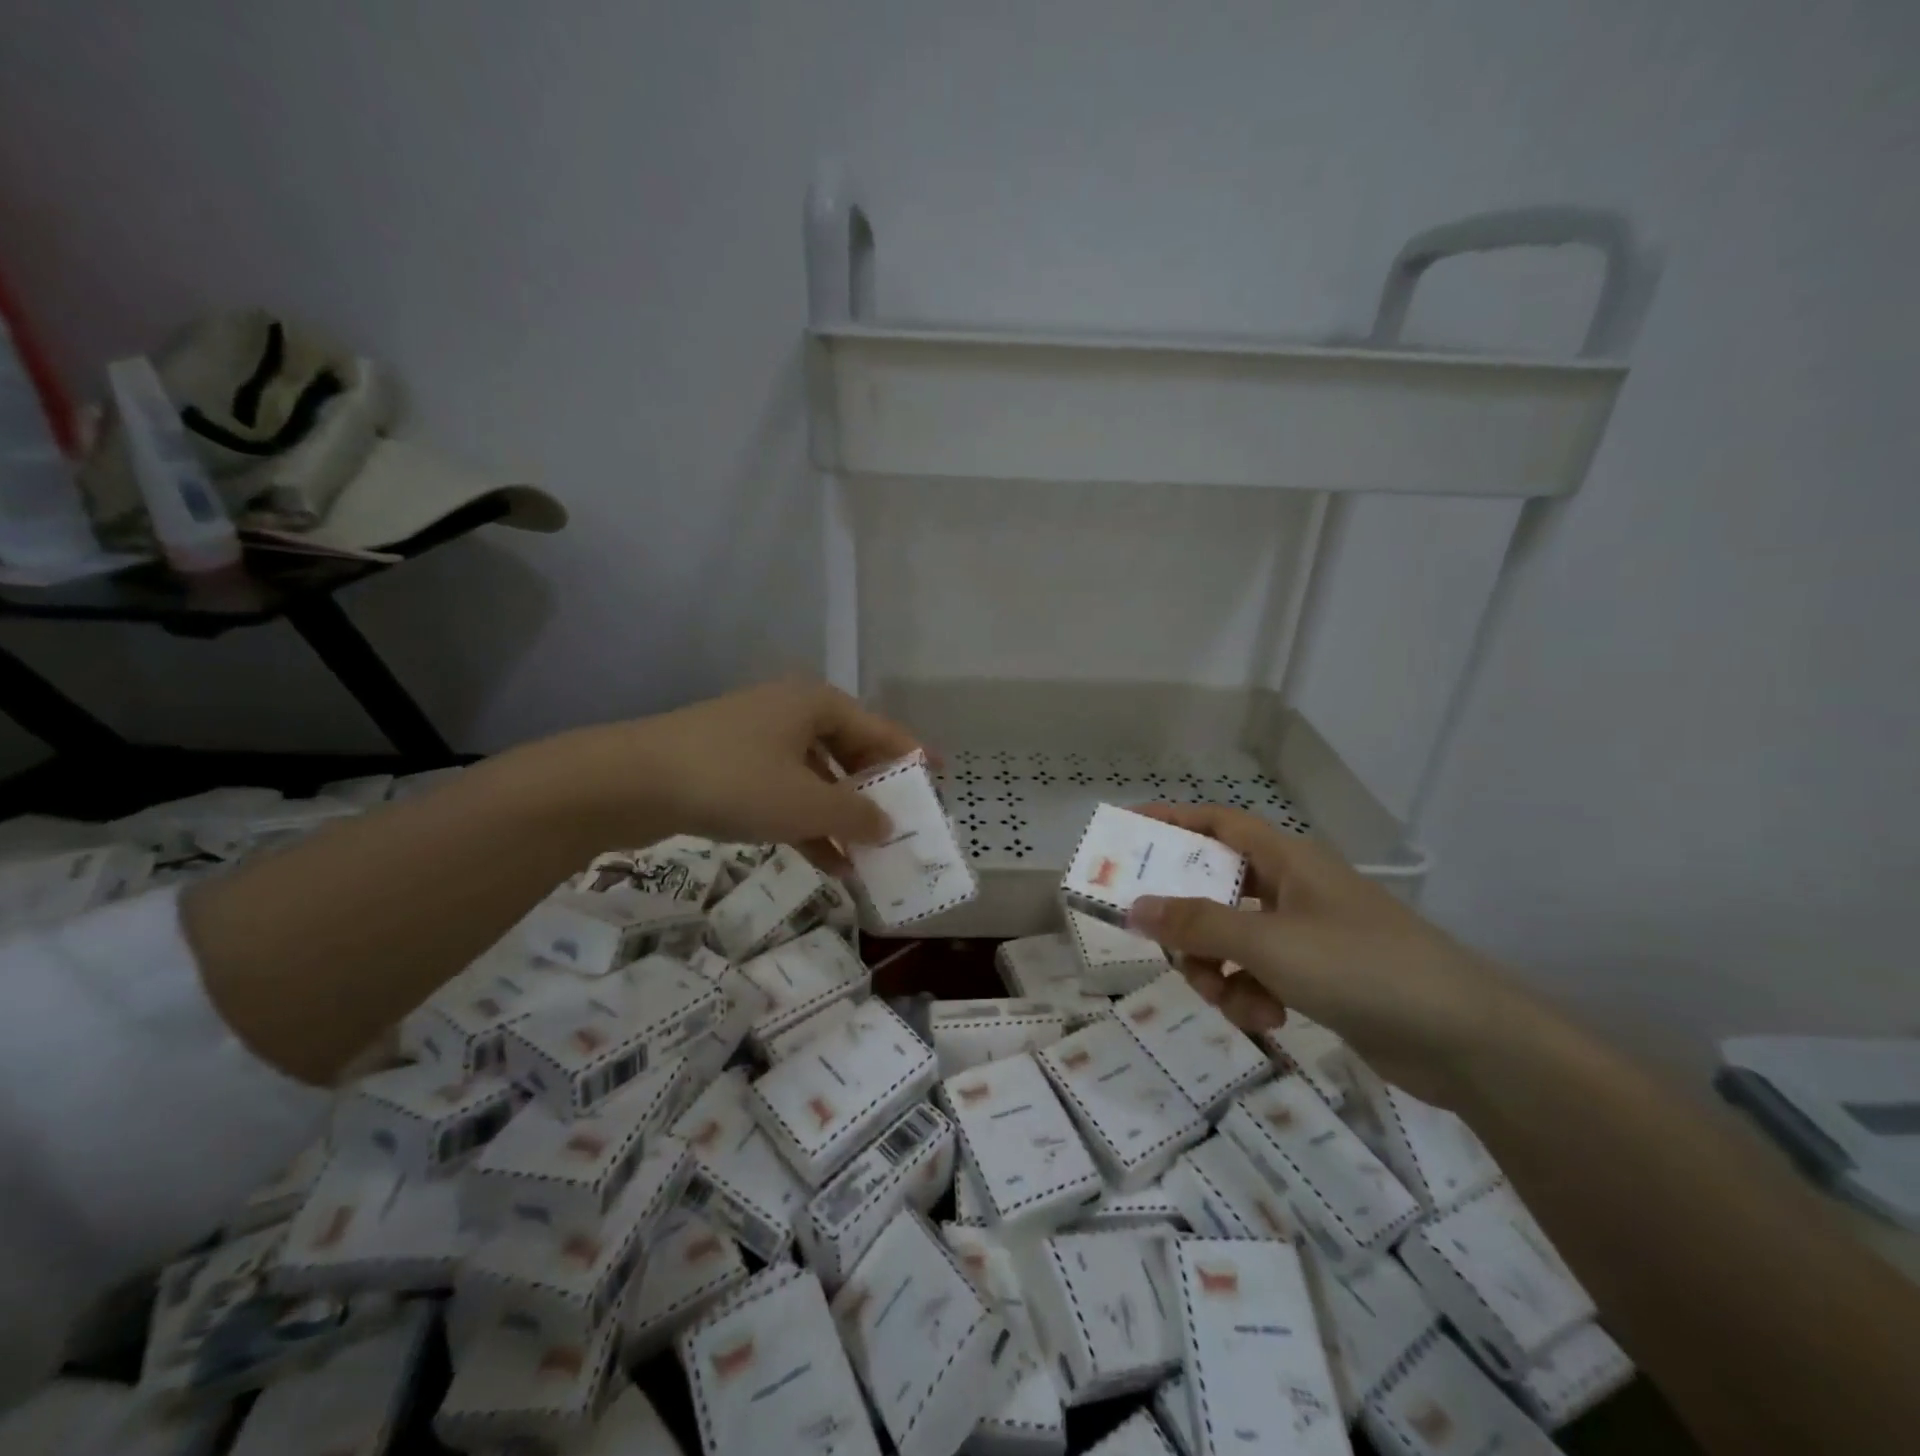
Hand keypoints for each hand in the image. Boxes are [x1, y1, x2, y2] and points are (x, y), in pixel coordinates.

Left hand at [549, 680, 923, 868]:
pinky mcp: (730, 768)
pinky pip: (784, 794)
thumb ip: (856, 814)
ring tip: (869, 858)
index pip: (880, 731)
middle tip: (902, 827)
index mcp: (816, 704)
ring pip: (816, 778)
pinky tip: (827, 862)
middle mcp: (791, 713)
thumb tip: (888, 825)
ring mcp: (757, 740)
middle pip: (849, 753)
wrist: (630, 783)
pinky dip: (806, 823)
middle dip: (874, 794)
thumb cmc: (734, 781)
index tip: (939, 781)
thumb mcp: (806, 803)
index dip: (912, 758)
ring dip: (841, 817)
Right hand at [1124, 804, 1532, 1105]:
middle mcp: (1292, 888)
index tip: (1125, 831)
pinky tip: (1267, 1020)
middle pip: (1215, 888)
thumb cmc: (1361, 968)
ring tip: (1228, 998)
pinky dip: (1250, 995)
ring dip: (1217, 969)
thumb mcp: (1268, 943)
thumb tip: (1134, 907)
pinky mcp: (1318, 976)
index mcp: (1285, 859)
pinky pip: (1259, 975)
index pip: (1215, 823)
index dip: (1170, 820)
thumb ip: (1197, 925)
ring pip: (1232, 939)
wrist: (1466, 1041)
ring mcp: (1306, 933)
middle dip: (1187, 922)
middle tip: (1162, 945)